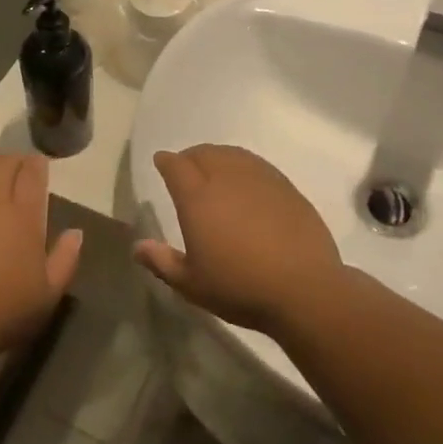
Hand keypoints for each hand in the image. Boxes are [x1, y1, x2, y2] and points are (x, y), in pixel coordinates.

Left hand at [0, 151, 82, 359]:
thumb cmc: (0, 312)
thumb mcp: (47, 295)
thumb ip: (65, 260)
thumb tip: (76, 232)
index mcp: (22, 216)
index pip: (32, 175)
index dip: (37, 165)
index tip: (39, 164)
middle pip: (2, 164)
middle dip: (13, 159)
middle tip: (16, 164)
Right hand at [133, 145, 342, 333]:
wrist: (304, 290)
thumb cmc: (240, 287)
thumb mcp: (191, 284)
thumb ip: (162, 262)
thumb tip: (138, 246)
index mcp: (197, 198)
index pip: (176, 166)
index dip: (166, 161)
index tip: (161, 162)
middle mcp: (226, 179)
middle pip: (204, 153)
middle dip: (190, 156)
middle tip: (186, 167)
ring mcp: (260, 180)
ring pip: (232, 155)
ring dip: (217, 157)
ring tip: (215, 168)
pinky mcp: (286, 188)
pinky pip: (257, 165)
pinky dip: (244, 165)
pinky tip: (247, 181)